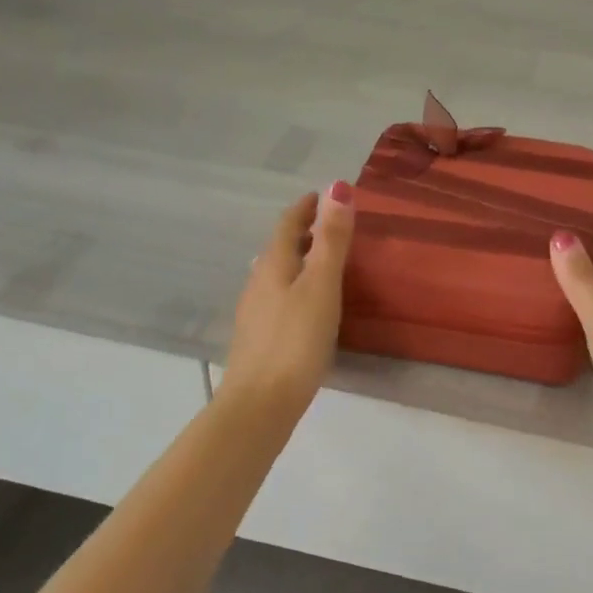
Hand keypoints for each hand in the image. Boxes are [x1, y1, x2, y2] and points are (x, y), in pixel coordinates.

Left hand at [220, 184, 355, 410]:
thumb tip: (337, 186)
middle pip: (281, 247)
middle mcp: (259, 282)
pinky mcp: (259, 339)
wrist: (259, 406)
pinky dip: (297, 286)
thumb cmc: (296, 340)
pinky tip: (309, 305)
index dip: (305, 207)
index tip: (323, 195)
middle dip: (304, 232)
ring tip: (324, 261)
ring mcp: (256, 312)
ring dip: (300, 260)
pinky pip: (279, 297)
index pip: (287, 224)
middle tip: (330, 225)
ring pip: (278, 274)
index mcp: (274, 265)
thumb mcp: (322, 285)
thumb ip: (332, 238)